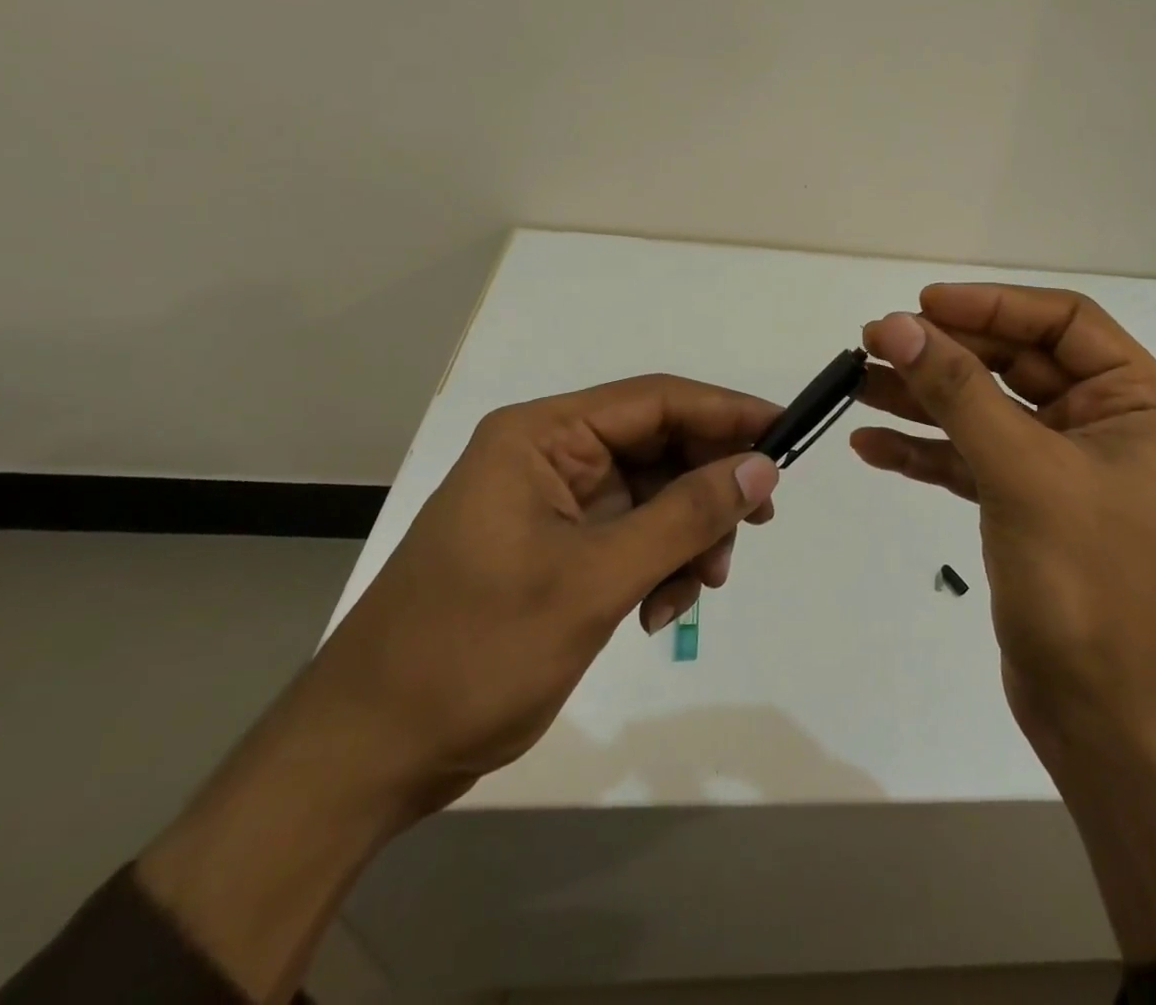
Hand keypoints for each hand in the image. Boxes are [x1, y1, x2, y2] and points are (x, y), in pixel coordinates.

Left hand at [138, 375, 779, 1001]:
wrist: (368, 755)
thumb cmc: (473, 652)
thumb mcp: (594, 581)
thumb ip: (685, 516)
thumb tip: (762, 467)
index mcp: (542, 436)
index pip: (656, 400)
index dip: (727, 412)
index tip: (786, 435)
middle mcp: (549, 456)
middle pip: (659, 447)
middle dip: (708, 488)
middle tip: (757, 526)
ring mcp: (553, 503)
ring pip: (654, 495)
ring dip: (687, 536)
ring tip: (699, 588)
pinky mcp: (558, 547)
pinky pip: (633, 535)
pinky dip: (660, 564)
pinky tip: (659, 610)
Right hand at [853, 285, 1155, 758]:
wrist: (1108, 723)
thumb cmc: (1088, 587)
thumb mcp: (1022, 473)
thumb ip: (959, 392)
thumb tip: (899, 326)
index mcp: (1139, 403)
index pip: (1063, 324)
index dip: (991, 305)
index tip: (922, 304)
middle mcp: (1107, 426)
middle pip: (1016, 364)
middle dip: (945, 352)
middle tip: (875, 341)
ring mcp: (1065, 469)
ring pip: (987, 411)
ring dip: (924, 397)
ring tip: (856, 383)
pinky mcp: (1029, 508)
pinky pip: (973, 460)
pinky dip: (926, 451)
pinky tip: (871, 446)